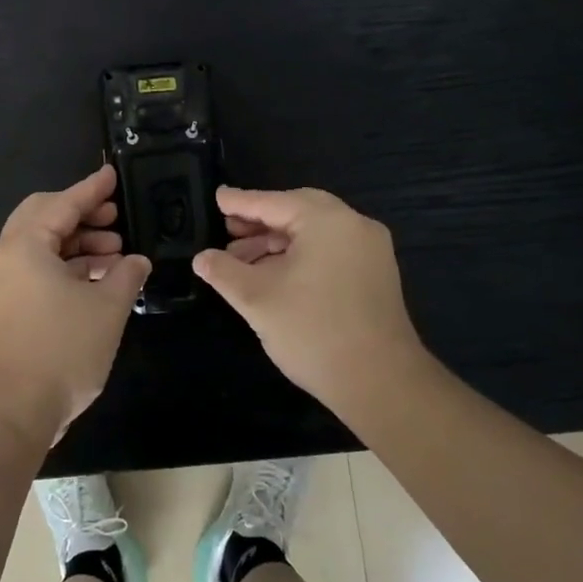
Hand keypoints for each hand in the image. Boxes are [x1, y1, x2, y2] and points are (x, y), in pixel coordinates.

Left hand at [0, 165, 149, 452]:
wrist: (11, 412)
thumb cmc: (61, 350)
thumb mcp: (107, 308)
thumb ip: (126, 275)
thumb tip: (136, 261)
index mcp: (25, 245)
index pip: (63, 204)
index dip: (92, 189)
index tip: (113, 174)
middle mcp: (6, 257)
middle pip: (44, 218)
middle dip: (82, 214)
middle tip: (115, 217)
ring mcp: (1, 284)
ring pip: (41, 247)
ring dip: (77, 244)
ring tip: (115, 253)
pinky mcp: (5, 308)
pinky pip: (37, 271)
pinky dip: (66, 267)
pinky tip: (97, 280)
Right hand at [193, 187, 427, 417]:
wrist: (381, 383)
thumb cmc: (313, 331)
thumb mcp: (257, 298)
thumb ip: (224, 272)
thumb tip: (201, 258)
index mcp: (327, 220)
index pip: (273, 202)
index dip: (240, 202)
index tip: (216, 197)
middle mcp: (354, 225)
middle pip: (297, 212)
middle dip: (259, 222)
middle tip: (227, 231)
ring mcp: (370, 250)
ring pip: (314, 233)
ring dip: (277, 243)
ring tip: (241, 262)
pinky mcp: (375, 275)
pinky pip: (330, 251)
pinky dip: (300, 256)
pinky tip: (273, 276)